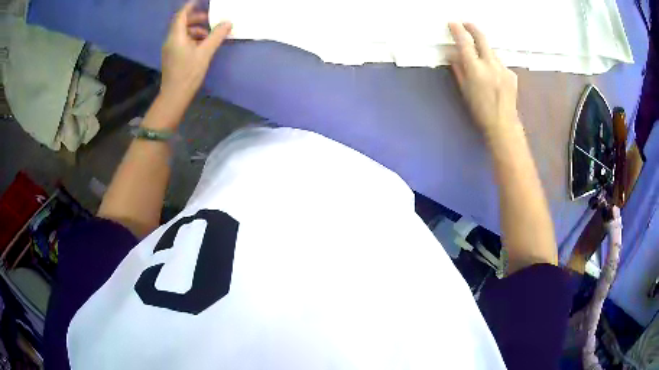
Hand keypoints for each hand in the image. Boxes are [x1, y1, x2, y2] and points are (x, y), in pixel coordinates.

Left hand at [160, 2, 231, 104]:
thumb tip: (228, 22)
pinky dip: (191, 38)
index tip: (200, 1)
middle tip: (210, 18)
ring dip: (195, 29)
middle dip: (196, 18)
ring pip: (182, 32)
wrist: (174, 95)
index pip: (181, 15)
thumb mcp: (205, 53)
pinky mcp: (171, 56)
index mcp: (176, 36)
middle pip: (181, 22)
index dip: (190, 6)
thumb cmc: (188, 73)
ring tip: (209, 33)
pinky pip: (181, 41)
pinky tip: (201, 44)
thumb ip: (216, 36)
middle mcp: (170, 40)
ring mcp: (170, 49)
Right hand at [448, 23, 519, 140]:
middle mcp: (490, 65)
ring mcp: (503, 68)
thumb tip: (453, 54)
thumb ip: (458, 69)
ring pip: (492, 51)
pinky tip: (493, 74)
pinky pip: (500, 63)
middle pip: (482, 39)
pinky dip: (494, 63)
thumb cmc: (480, 110)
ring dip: (484, 48)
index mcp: (475, 69)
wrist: (503, 124)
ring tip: (480, 55)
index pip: (465, 43)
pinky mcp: (511, 74)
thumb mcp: (464, 90)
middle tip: (467, 24)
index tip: (453, 23)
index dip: (458, 31)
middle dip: (473, 28)